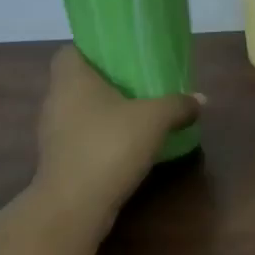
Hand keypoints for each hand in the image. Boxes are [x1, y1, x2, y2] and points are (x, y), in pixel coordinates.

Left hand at [33, 46, 200, 224]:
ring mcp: (53, 132)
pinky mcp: (58, 160)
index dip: (93, 50)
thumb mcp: (154, 120)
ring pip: (79, 112)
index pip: (71, 50)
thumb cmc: (109, 146)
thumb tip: (201, 99)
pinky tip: (125, 147)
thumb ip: (177, 105)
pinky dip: (100, 139)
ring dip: (103, 114)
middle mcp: (55, 100)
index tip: (121, 57)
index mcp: (70, 78)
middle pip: (77, 82)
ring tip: (136, 115)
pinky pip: (81, 138)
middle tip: (138, 85)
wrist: (75, 205)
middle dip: (105, 83)